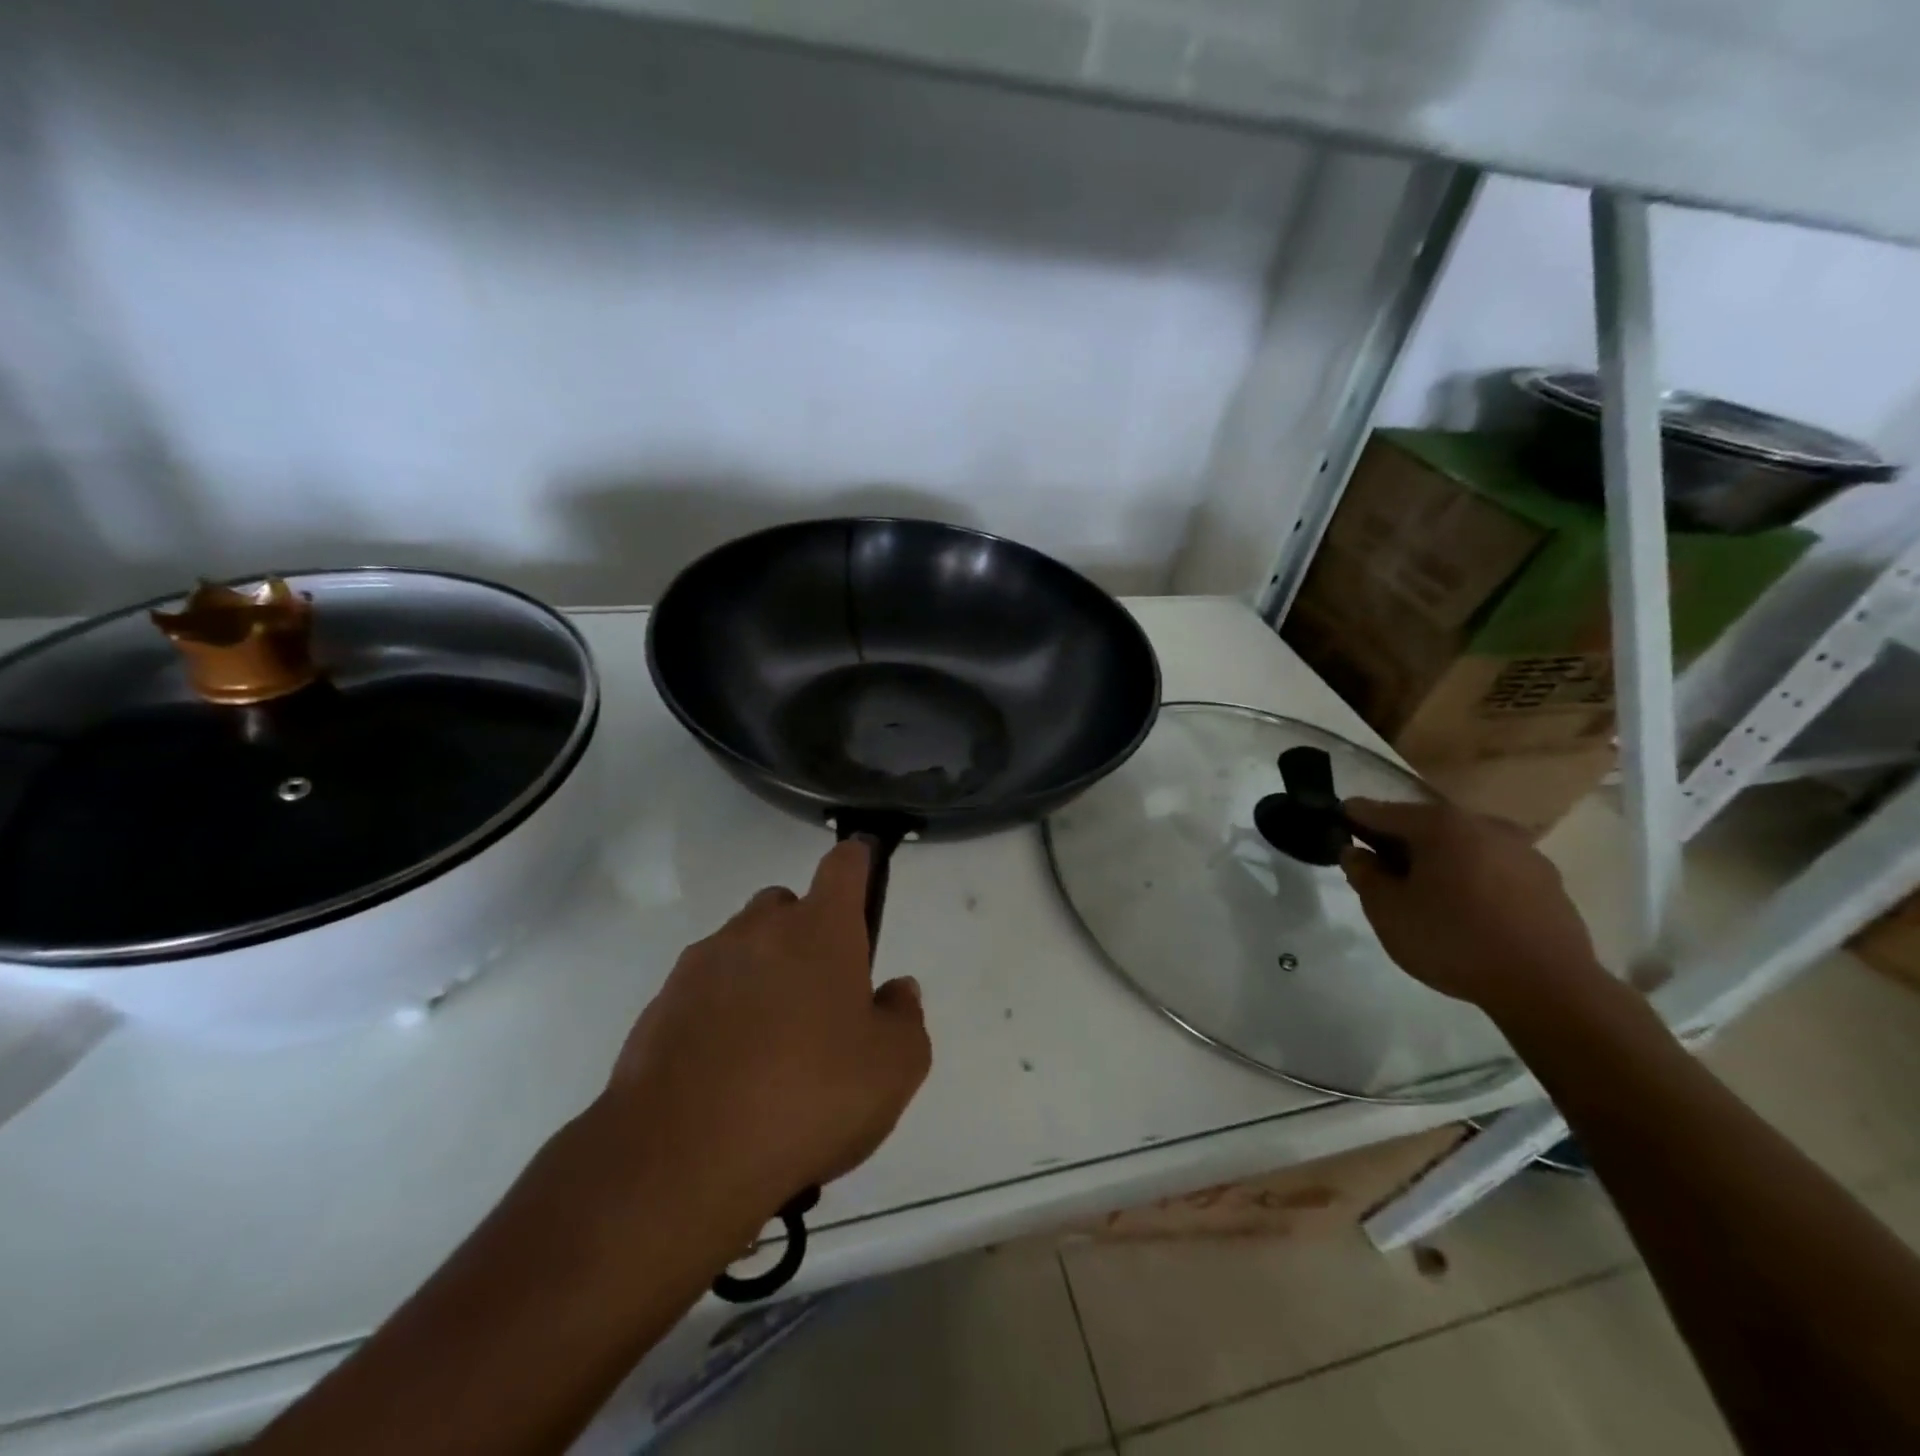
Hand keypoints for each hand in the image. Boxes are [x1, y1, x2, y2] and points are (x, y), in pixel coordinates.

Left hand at [592, 841, 930, 1230]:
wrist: (680, 1159)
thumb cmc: (808, 1098)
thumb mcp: (894, 1069)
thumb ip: (905, 1017)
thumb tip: (895, 989)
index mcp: (820, 929)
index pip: (845, 864)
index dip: (859, 864)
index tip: (865, 883)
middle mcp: (759, 929)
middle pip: (788, 905)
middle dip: (807, 934)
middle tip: (821, 997)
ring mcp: (702, 963)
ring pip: (743, 946)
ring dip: (762, 975)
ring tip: (772, 1047)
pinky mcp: (660, 1004)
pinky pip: (704, 990)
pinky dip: (721, 1012)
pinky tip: (729, 1072)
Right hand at [1340, 798, 1609, 1022]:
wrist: (1548, 987)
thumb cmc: (1453, 940)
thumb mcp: (1387, 911)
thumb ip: (1364, 875)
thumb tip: (1356, 853)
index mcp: (1439, 824)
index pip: (1379, 810)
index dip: (1352, 819)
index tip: (1336, 831)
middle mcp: (1483, 824)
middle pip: (1424, 825)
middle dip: (1398, 842)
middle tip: (1378, 869)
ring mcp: (1522, 851)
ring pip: (1462, 846)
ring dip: (1438, 861)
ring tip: (1424, 894)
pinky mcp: (1547, 881)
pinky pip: (1492, 869)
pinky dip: (1471, 879)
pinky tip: (1466, 910)